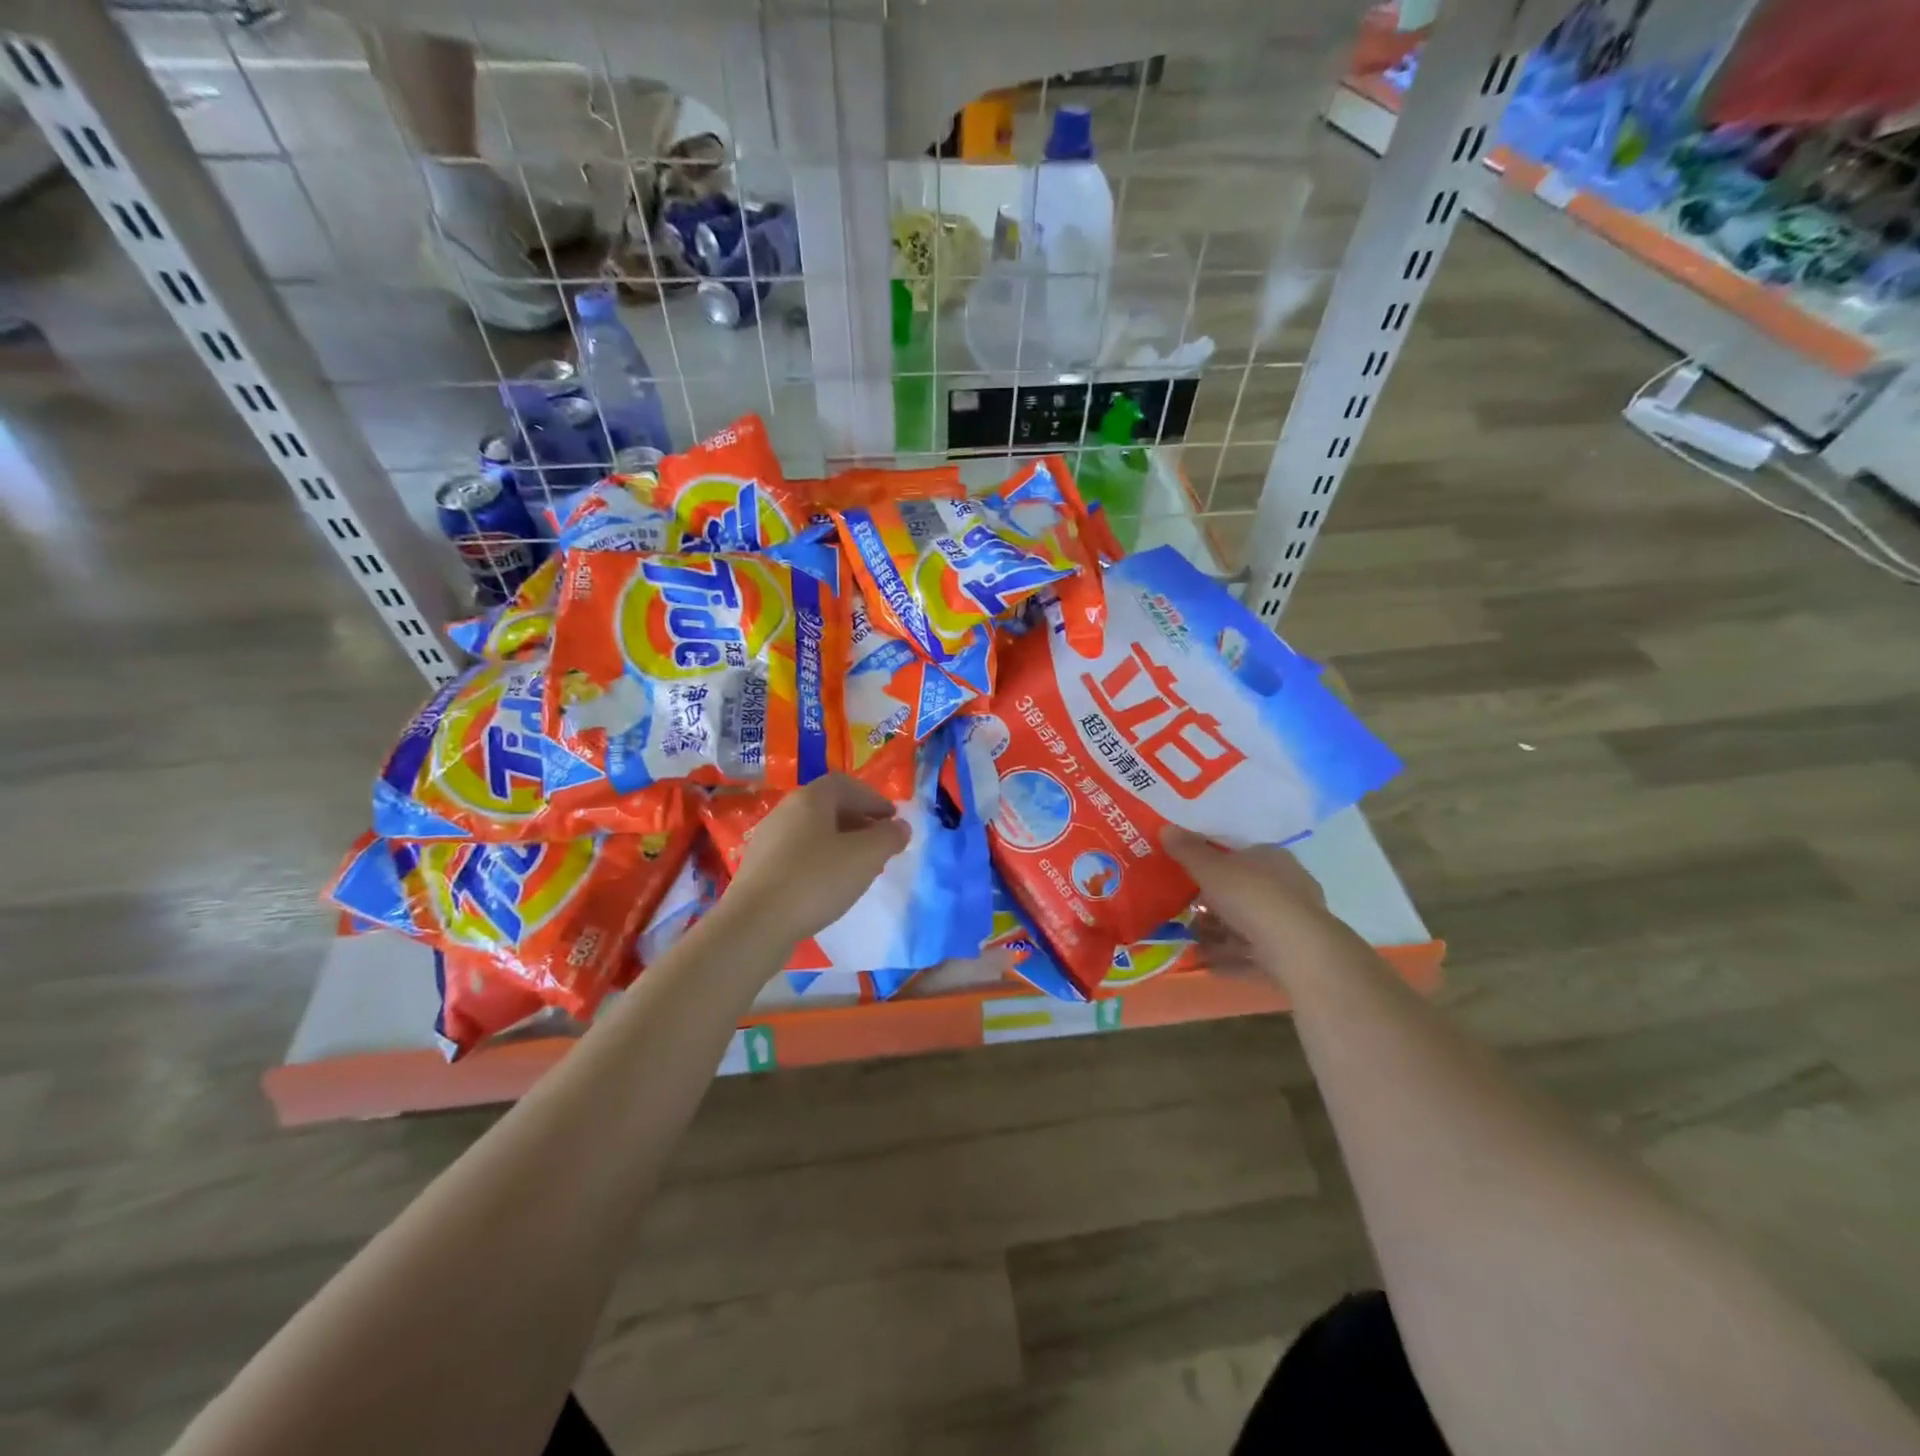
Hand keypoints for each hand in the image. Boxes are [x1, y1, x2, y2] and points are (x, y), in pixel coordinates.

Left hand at [722, 774, 910, 948]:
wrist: (755, 924)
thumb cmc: (815, 880)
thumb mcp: (865, 857)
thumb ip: (889, 837)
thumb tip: (900, 826)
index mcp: (810, 798)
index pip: (846, 784)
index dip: (873, 799)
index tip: (893, 820)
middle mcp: (786, 810)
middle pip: (828, 806)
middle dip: (859, 821)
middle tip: (880, 843)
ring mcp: (768, 839)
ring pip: (813, 831)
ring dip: (841, 842)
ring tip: (860, 867)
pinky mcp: (759, 868)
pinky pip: (798, 853)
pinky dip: (821, 860)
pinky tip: (830, 886)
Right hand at [1162, 829, 1328, 961]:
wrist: (1296, 950)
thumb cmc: (1252, 897)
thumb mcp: (1210, 869)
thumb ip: (1188, 850)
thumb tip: (1166, 828)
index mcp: (1272, 855)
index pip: (1240, 853)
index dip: (1214, 862)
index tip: (1190, 874)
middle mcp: (1287, 882)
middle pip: (1242, 888)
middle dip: (1214, 900)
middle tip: (1186, 909)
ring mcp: (1292, 918)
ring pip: (1247, 920)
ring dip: (1219, 929)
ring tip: (1190, 939)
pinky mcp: (1292, 949)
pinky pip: (1252, 947)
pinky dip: (1230, 953)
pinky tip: (1207, 962)